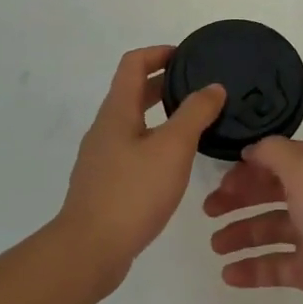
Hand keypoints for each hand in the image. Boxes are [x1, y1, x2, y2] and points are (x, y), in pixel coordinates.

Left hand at [57, 46, 224, 290]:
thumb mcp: (173, 148)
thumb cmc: (132, 192)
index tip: (188, 56)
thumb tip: (213, 87)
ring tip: (194, 124)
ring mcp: (102, 157)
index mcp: (117, 111)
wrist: (89, 250)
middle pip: (132, 91)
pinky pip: (132, 148)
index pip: (133, 64)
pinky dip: (155, 141)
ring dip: (161, 114)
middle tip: (198, 88)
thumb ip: (195, 114)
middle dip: (164, 83)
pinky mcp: (105, 183)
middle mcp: (105, 128)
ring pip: (134, 122)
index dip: (159, 53)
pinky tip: (175, 163)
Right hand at [203, 137, 302, 303]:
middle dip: (239, 198)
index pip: (280, 157)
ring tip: (215, 246)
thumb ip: (274, 153)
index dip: (249, 165)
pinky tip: (229, 275)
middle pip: (272, 191)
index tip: (219, 176)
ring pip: (271, 228)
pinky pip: (276, 265)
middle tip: (208, 210)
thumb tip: (252, 150)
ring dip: (242, 234)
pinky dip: (253, 268)